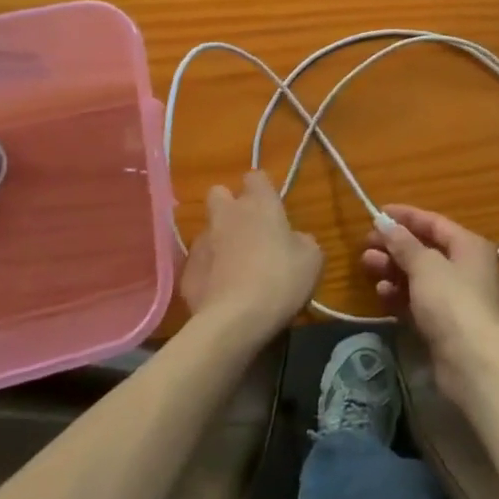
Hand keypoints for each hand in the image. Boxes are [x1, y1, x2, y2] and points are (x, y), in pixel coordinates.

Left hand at [180, 172, 322, 342]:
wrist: (234, 321)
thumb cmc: (280, 280)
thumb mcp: (312, 259)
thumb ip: (301, 241)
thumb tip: (293, 240)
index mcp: (259, 204)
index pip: (256, 176)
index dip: (262, 189)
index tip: (270, 206)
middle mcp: (227, 215)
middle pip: (219, 194)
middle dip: (229, 206)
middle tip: (246, 230)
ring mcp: (202, 243)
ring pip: (207, 231)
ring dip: (219, 242)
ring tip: (234, 269)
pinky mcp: (186, 273)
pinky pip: (198, 264)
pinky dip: (208, 273)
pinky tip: (221, 293)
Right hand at [361, 206, 498, 395]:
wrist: (473, 363)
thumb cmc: (452, 301)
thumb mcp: (425, 265)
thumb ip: (403, 243)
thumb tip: (385, 223)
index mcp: (469, 246)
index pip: (434, 223)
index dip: (405, 217)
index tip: (377, 214)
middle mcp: (465, 268)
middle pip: (424, 250)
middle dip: (394, 246)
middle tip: (366, 245)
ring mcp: (455, 299)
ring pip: (418, 277)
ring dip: (393, 270)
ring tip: (367, 265)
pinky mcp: (444, 326)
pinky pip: (417, 302)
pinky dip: (399, 296)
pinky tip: (381, 293)